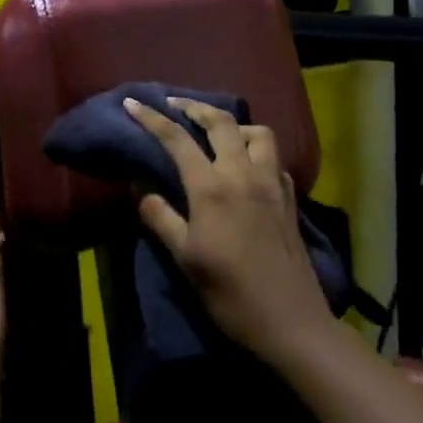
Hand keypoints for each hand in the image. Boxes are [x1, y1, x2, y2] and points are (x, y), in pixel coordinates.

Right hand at [125, 97, 334, 370]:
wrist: (288, 321)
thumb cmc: (229, 293)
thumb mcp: (184, 258)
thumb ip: (160, 217)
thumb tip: (139, 187)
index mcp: (212, 188)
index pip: (178, 140)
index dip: (152, 118)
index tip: (132, 102)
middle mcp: (244, 174)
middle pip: (221, 122)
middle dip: (194, 107)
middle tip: (174, 105)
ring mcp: (272, 183)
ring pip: (257, 133)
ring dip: (234, 125)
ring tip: (217, 134)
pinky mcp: (289, 198)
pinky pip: (274, 159)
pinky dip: (258, 151)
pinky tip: (248, 167)